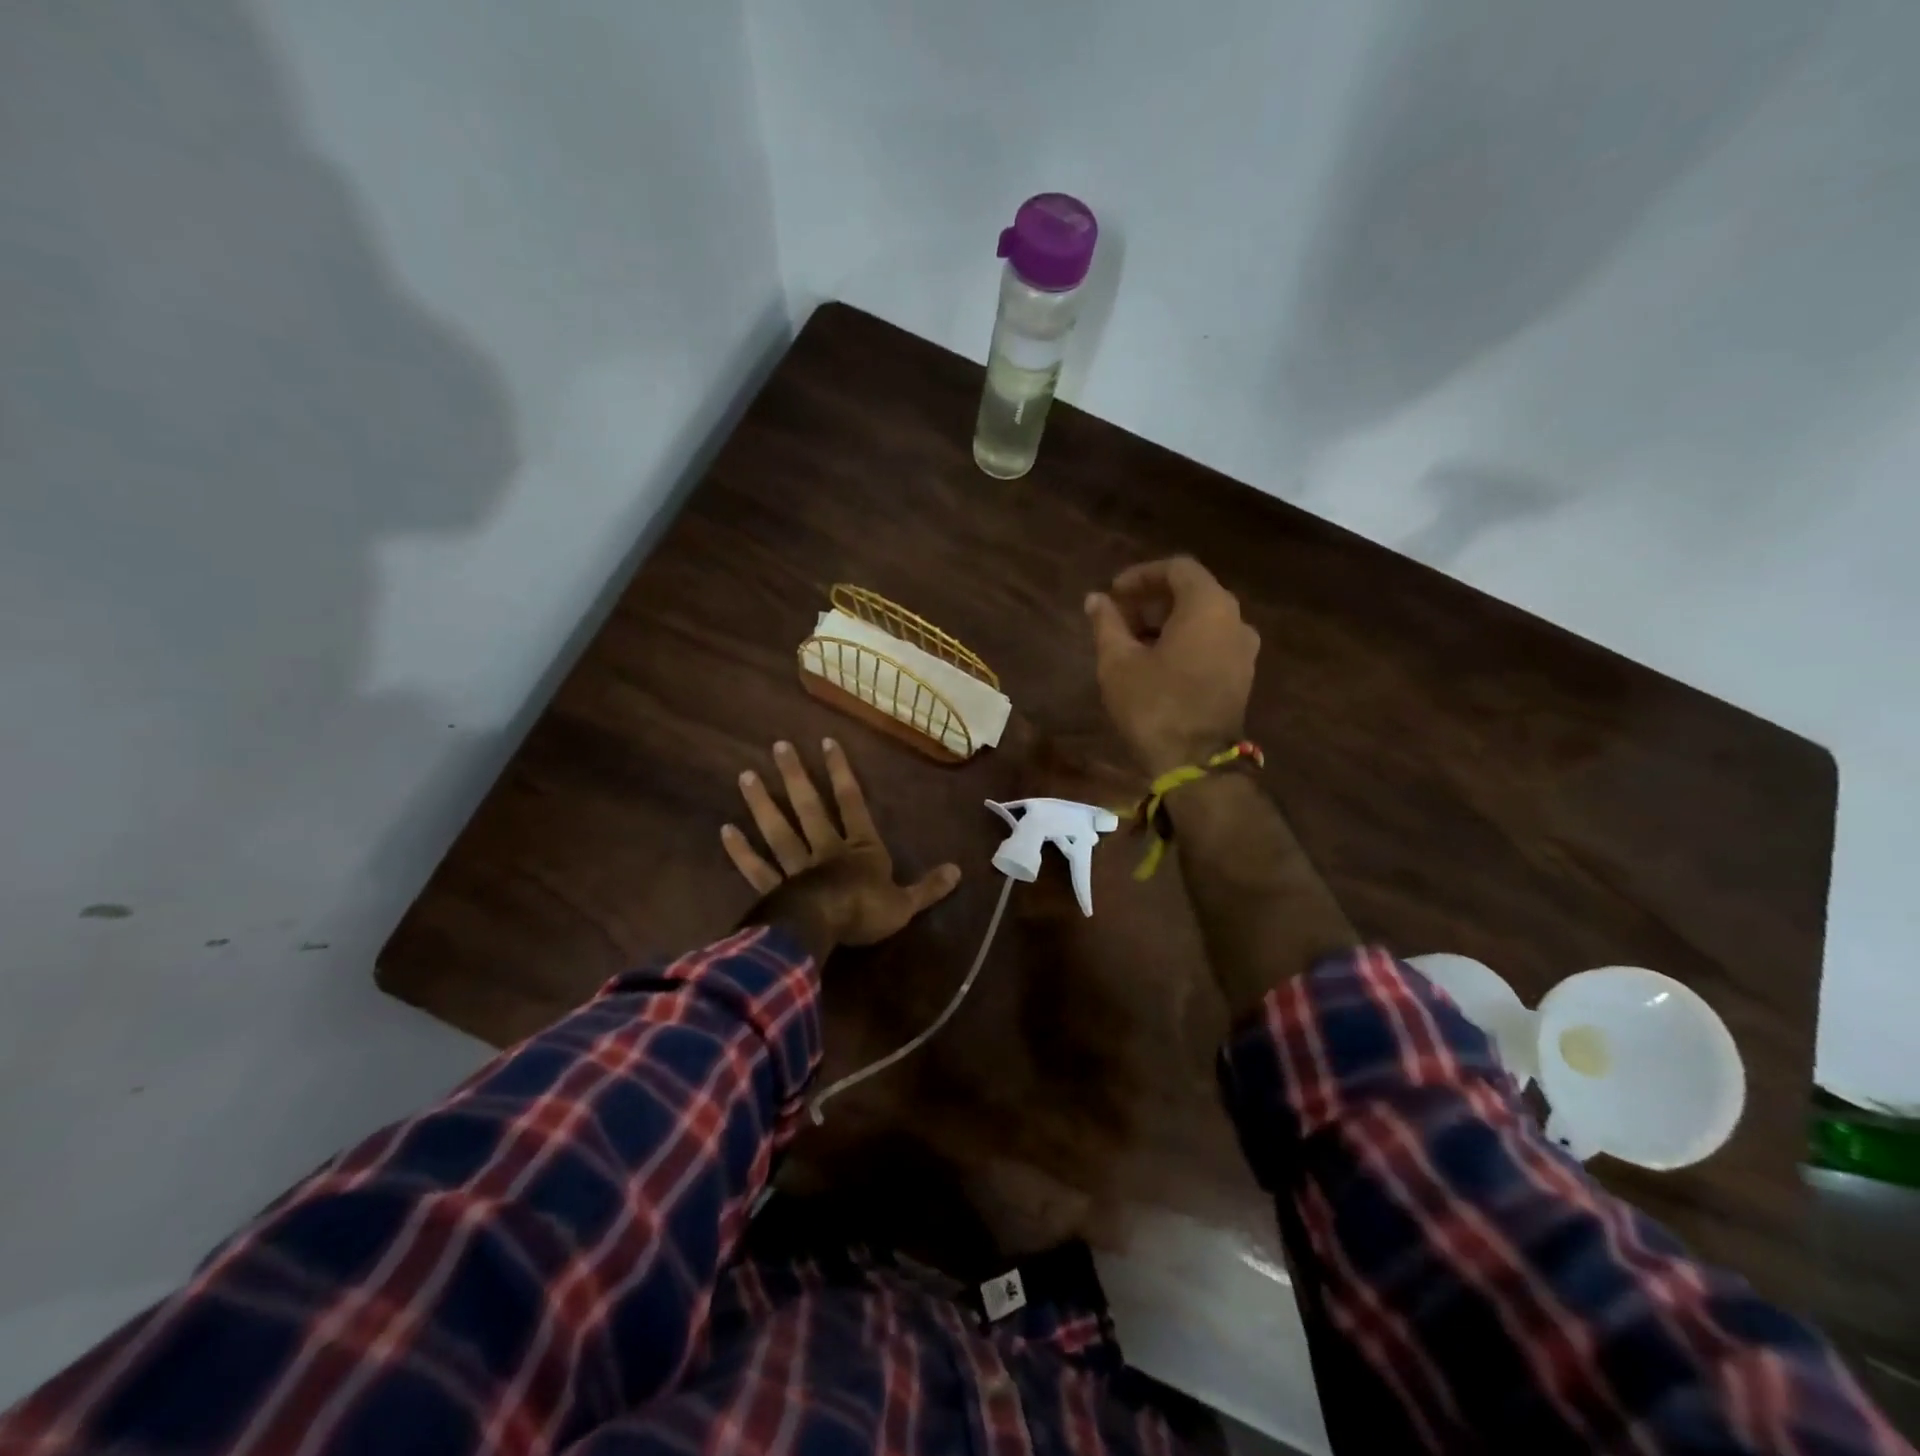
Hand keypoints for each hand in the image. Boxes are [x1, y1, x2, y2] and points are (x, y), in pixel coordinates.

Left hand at [721, 738, 960, 948]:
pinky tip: (726, 831)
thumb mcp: (905, 903)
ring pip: (779, 831)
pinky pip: (757, 869)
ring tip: (745, 776)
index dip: (841, 772)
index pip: (852, 802)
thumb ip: (928, 887)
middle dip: (796, 776)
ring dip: (763, 804)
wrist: (826, 931)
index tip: (826, 742)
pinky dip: (741, 852)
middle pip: (809, 808)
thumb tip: (959, 871)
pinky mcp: (775, 890)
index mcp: (860, 849)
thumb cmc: (867, 912)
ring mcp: (797, 868)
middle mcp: (826, 850)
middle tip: (778, 746)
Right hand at [1086, 556, 1259, 776]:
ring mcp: (1243, 650)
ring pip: (1203, 619)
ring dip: (1168, 622)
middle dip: (1153, 599)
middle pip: (1193, 592)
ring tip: (1132, 641)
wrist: (1196, 763)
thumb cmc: (1154, 705)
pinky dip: (1185, 641)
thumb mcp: (1118, 662)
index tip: (1114, 593)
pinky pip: (1212, 642)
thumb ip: (1107, 623)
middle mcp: (1235, 620)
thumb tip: (1096, 599)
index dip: (1141, 575)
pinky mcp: (1242, 676)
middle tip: (1119, 616)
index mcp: (1208, 606)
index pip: (1177, 568)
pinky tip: (1156, 663)